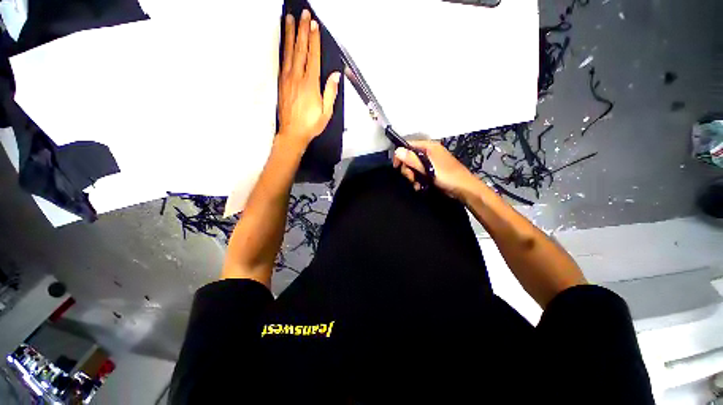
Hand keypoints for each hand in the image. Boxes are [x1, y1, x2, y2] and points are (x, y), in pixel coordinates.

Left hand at [278, 10, 340, 146]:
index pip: (313, 56)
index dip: (314, 39)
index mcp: (310, 84)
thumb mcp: (326, 112)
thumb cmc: (311, 124)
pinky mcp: (281, 83)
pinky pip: (282, 61)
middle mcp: (297, 77)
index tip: (314, 24)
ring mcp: (287, 79)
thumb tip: (336, 76)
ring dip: (290, 34)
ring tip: (290, 19)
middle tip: (303, 14)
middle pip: (300, 49)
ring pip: (289, 52)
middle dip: (302, 30)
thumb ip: (330, 92)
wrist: (292, 133)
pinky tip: (285, 42)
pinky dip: (284, 48)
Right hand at [393, 141, 480, 199]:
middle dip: (407, 169)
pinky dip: (417, 180)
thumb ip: (412, 159)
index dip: (400, 155)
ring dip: (412, 177)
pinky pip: (418, 173)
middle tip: (412, 178)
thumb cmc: (448, 177)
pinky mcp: (431, 171)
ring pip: (413, 167)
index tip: (397, 166)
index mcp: (429, 147)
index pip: (408, 146)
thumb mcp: (428, 168)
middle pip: (409, 157)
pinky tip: (419, 186)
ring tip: (417, 184)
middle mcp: (428, 153)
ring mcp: (430, 162)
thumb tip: (397, 150)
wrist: (464, 189)